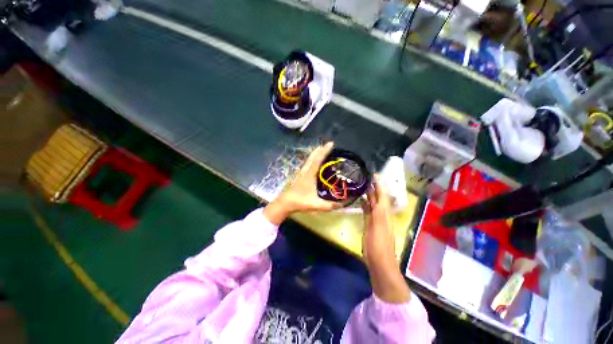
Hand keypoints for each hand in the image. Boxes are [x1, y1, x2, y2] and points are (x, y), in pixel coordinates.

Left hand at [263, 142, 340, 224]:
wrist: (285, 203)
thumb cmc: (300, 202)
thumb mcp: (316, 204)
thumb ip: (329, 205)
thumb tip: (343, 205)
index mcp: (310, 175)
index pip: (318, 160)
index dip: (324, 151)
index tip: (331, 144)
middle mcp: (306, 171)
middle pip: (313, 157)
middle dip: (320, 150)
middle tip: (327, 144)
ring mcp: (302, 173)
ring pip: (309, 160)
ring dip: (315, 153)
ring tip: (321, 149)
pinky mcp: (300, 176)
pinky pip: (307, 164)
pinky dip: (312, 159)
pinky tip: (314, 161)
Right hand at [362, 175, 410, 302]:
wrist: (380, 263)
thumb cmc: (377, 245)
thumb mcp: (376, 228)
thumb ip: (374, 212)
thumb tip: (371, 198)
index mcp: (384, 214)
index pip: (382, 196)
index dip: (379, 185)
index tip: (375, 174)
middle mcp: (381, 215)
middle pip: (378, 198)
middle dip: (375, 188)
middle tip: (367, 177)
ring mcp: (376, 220)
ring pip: (374, 204)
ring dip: (370, 195)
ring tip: (363, 186)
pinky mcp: (371, 225)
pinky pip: (369, 211)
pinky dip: (366, 204)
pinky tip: (361, 201)